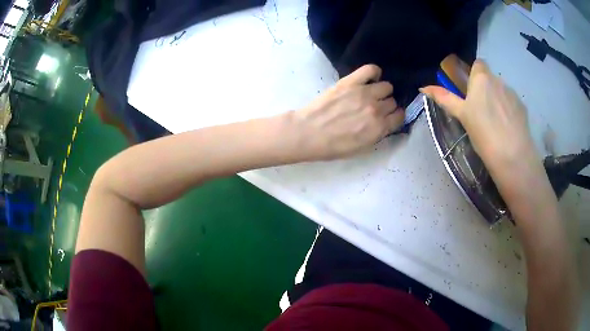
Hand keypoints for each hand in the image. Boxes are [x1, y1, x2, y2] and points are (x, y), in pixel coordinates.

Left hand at [290, 64, 404, 160]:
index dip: (395, 116)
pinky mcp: (351, 81)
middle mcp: (376, 109)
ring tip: (371, 93)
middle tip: (376, 107)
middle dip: (387, 105)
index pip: (400, 116)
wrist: (308, 133)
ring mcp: (364, 93)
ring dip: (382, 91)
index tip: (390, 116)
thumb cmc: (332, 146)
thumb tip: (386, 123)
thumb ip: (378, 134)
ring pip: (386, 86)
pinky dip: (374, 72)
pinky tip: (370, 78)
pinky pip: (371, 69)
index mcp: (379, 128)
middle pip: (392, 101)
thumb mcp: (361, 148)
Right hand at [420, 60, 538, 173]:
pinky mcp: (523, 108)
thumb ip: (445, 98)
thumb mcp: (462, 116)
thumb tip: (423, 87)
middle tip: (481, 111)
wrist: (512, 156)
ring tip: (496, 124)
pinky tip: (507, 128)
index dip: (475, 74)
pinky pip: (512, 104)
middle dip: (486, 89)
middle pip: (490, 79)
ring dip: (498, 100)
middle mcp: (498, 80)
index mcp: (482, 78)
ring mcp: (513, 94)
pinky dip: (509, 111)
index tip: (471, 91)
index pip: (478, 64)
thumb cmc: (483, 133)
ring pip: (502, 91)